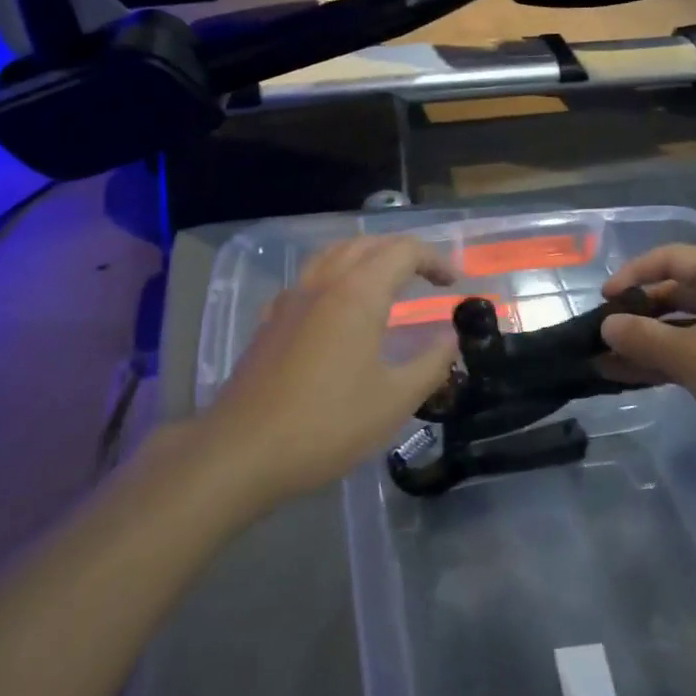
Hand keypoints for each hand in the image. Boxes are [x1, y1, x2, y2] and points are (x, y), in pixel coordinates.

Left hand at [203, 235, 458, 504]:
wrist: (242, 451)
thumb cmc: (327, 424)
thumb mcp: (394, 400)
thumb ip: (431, 363)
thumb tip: (451, 338)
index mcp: (357, 294)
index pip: (403, 251)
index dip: (434, 259)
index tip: (454, 283)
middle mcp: (323, 283)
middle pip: (367, 245)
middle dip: (402, 253)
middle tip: (427, 278)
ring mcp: (291, 300)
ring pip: (333, 255)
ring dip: (366, 258)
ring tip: (387, 282)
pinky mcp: (271, 321)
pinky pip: (309, 279)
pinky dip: (336, 277)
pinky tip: (338, 309)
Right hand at [599, 245, 695, 472]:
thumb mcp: (692, 355)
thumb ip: (644, 337)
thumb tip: (607, 326)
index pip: (669, 258)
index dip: (633, 275)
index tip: (604, 300)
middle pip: (674, 293)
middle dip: (636, 314)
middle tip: (601, 335)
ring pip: (681, 327)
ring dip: (645, 343)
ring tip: (604, 360)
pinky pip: (694, 352)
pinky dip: (665, 362)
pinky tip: (630, 376)